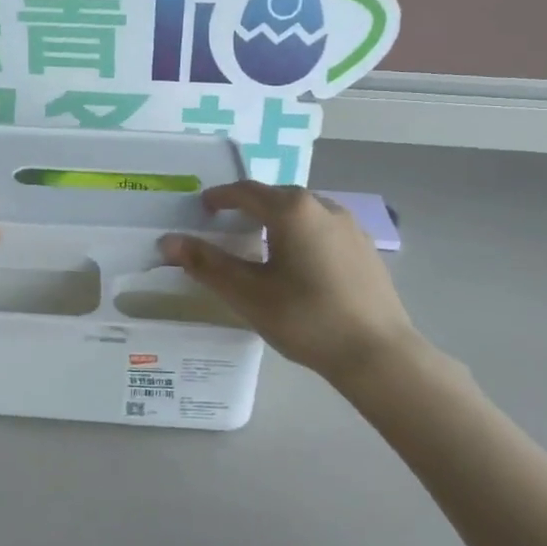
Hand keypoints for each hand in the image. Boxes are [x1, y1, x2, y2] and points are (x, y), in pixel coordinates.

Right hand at [161, 182, 422, 385]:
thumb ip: (206, 264)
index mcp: (292, 210)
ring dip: (277, 220)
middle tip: (227, 225)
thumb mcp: (248, 293)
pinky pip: (323, 229)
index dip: (220, 197)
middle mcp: (323, 206)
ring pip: (303, 212)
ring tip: (261, 244)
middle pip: (276, 197)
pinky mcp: (364, 248)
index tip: (203, 207)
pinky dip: (301, 234)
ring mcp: (349, 226)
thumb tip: (168, 241)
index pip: (246, 191)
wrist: (377, 354)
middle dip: (249, 207)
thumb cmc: (306, 319)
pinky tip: (298, 264)